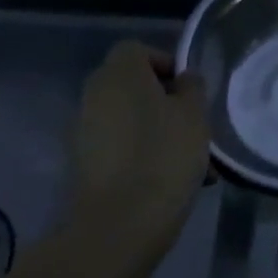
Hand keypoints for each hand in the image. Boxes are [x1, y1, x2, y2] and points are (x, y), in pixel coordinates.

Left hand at [69, 41, 211, 241]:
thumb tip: (183, 80)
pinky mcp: (82, 165)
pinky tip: (169, 181)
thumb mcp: (194, 115)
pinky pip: (119, 147)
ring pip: (129, 119)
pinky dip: (142, 154)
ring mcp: (83, 132)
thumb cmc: (163, 157)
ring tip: (192, 162)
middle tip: (194, 125)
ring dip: (158, 131)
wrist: (117, 227)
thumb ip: (192, 88)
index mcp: (119, 74)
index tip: (189, 90)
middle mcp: (94, 96)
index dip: (165, 63)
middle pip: (133, 86)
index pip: (137, 49)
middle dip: (165, 102)